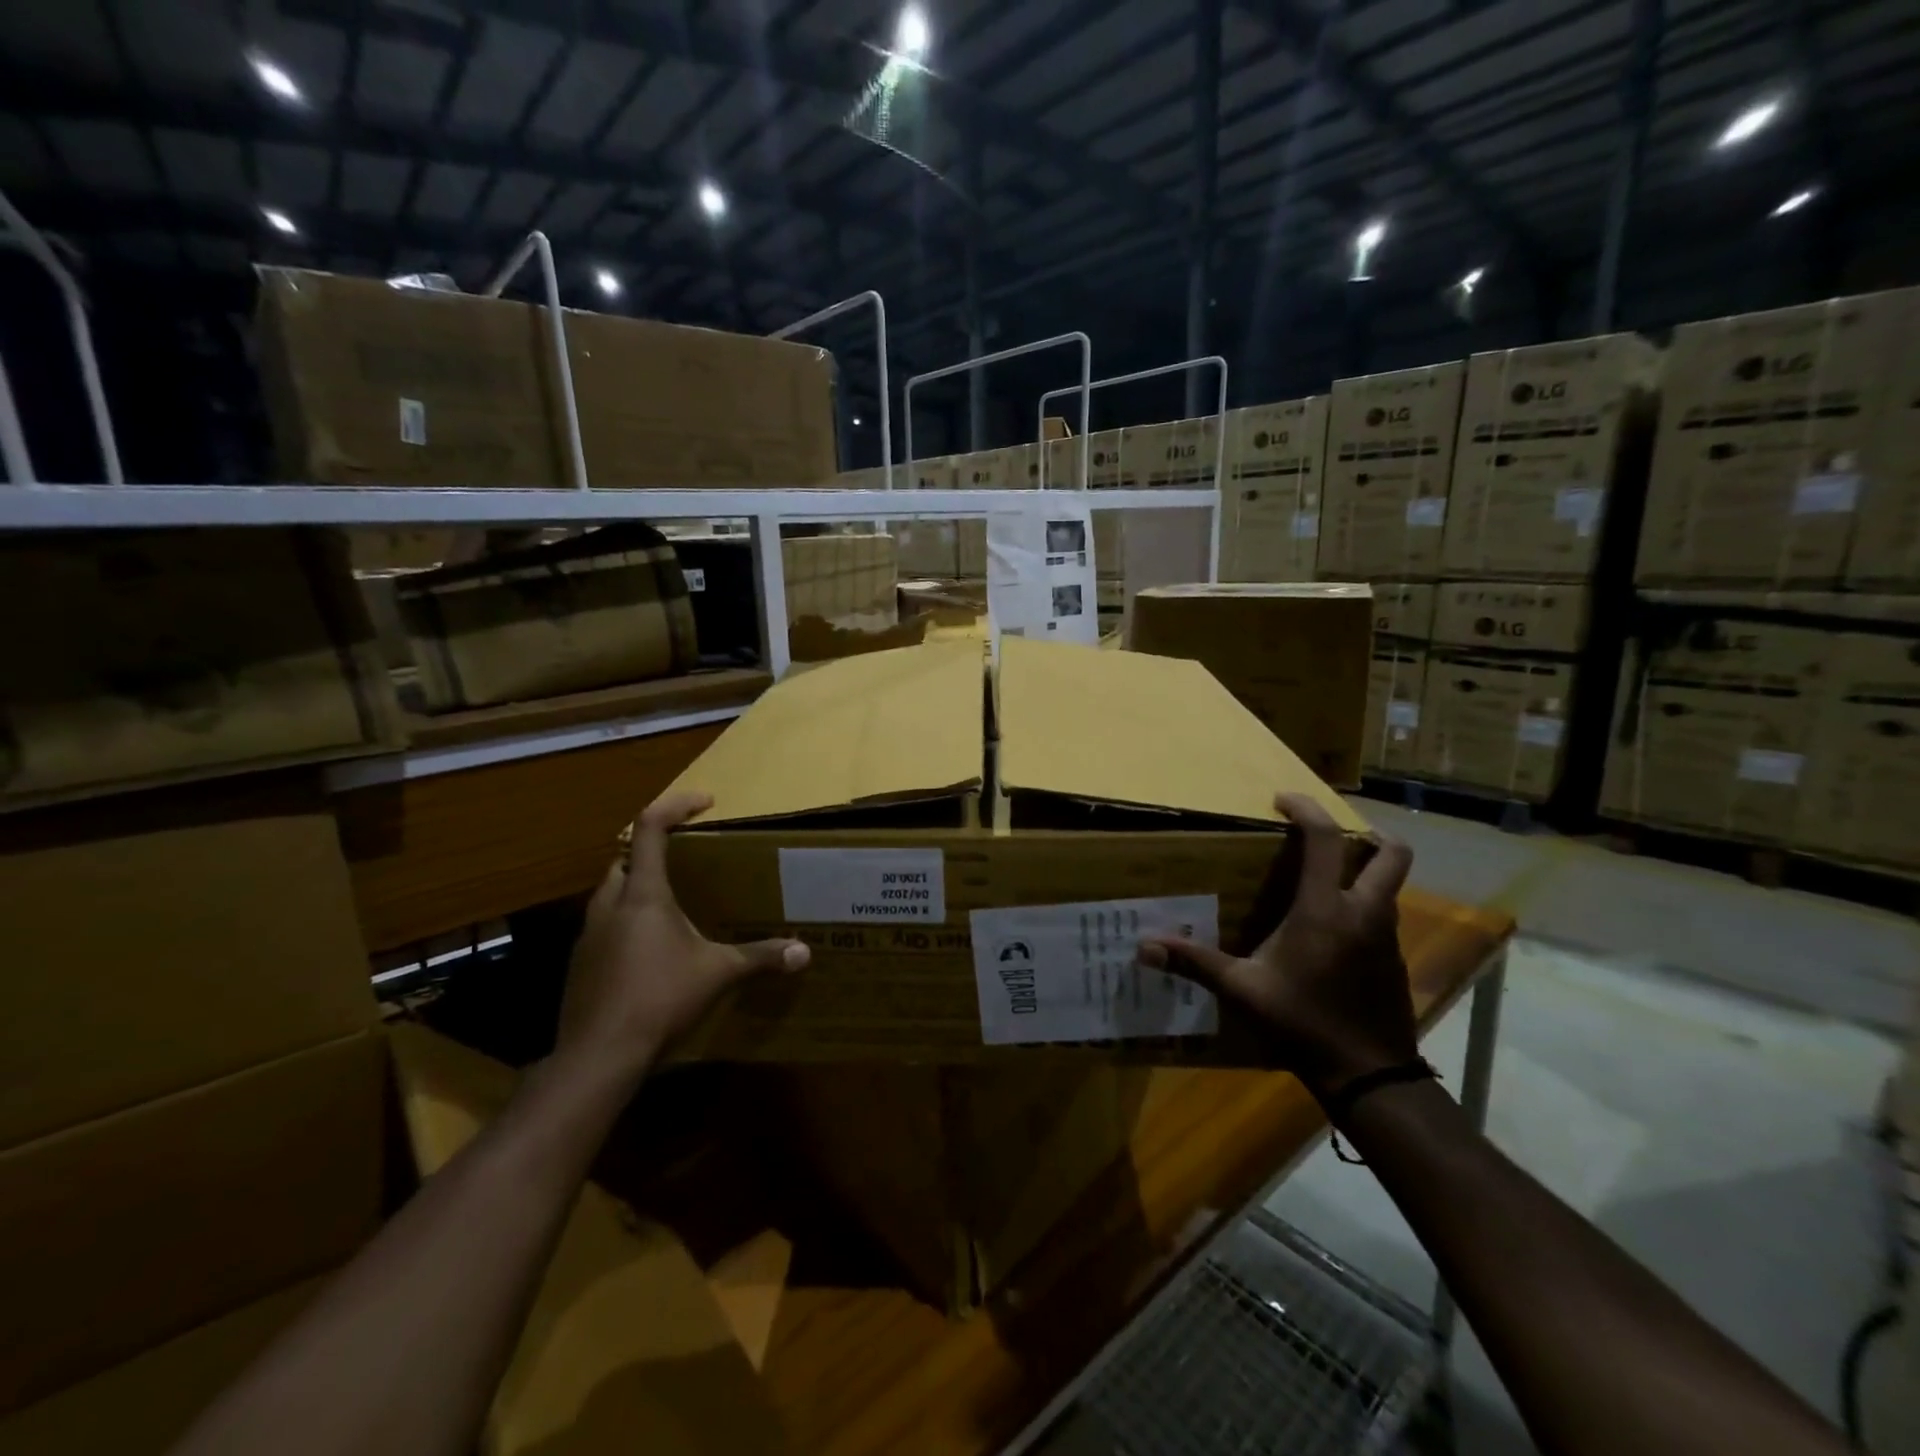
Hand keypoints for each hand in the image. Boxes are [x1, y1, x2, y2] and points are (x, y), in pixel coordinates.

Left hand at [556, 791, 808, 1079]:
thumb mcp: (718, 974)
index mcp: (644, 895)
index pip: (650, 828)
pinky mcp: (581, 965)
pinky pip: (604, 928)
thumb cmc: (659, 999)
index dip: (676, 806)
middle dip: (653, 852)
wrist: (598, 1056)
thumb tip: (804, 953)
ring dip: (637, 889)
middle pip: (625, 860)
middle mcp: (610, 906)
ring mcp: (589, 936)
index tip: (706, 802)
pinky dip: (625, 925)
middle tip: (687, 862)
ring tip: (672, 907)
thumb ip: (760, 958)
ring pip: (610, 894)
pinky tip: (649, 954)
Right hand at [1140, 792, 1414, 1096]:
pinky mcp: (1394, 960)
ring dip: (1364, 872)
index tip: (1282, 800)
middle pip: (1392, 854)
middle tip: (1332, 837)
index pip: (1325, 839)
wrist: (1368, 1074)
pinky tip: (1331, 932)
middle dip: (1369, 834)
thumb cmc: (1302, 1022)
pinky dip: (1362, 907)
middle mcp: (1363, 912)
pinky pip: (1382, 916)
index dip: (1306, 809)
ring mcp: (1385, 937)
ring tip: (1323, 883)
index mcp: (1325, 909)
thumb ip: (1195, 963)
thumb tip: (1143, 947)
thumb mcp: (1242, 990)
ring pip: (1389, 886)